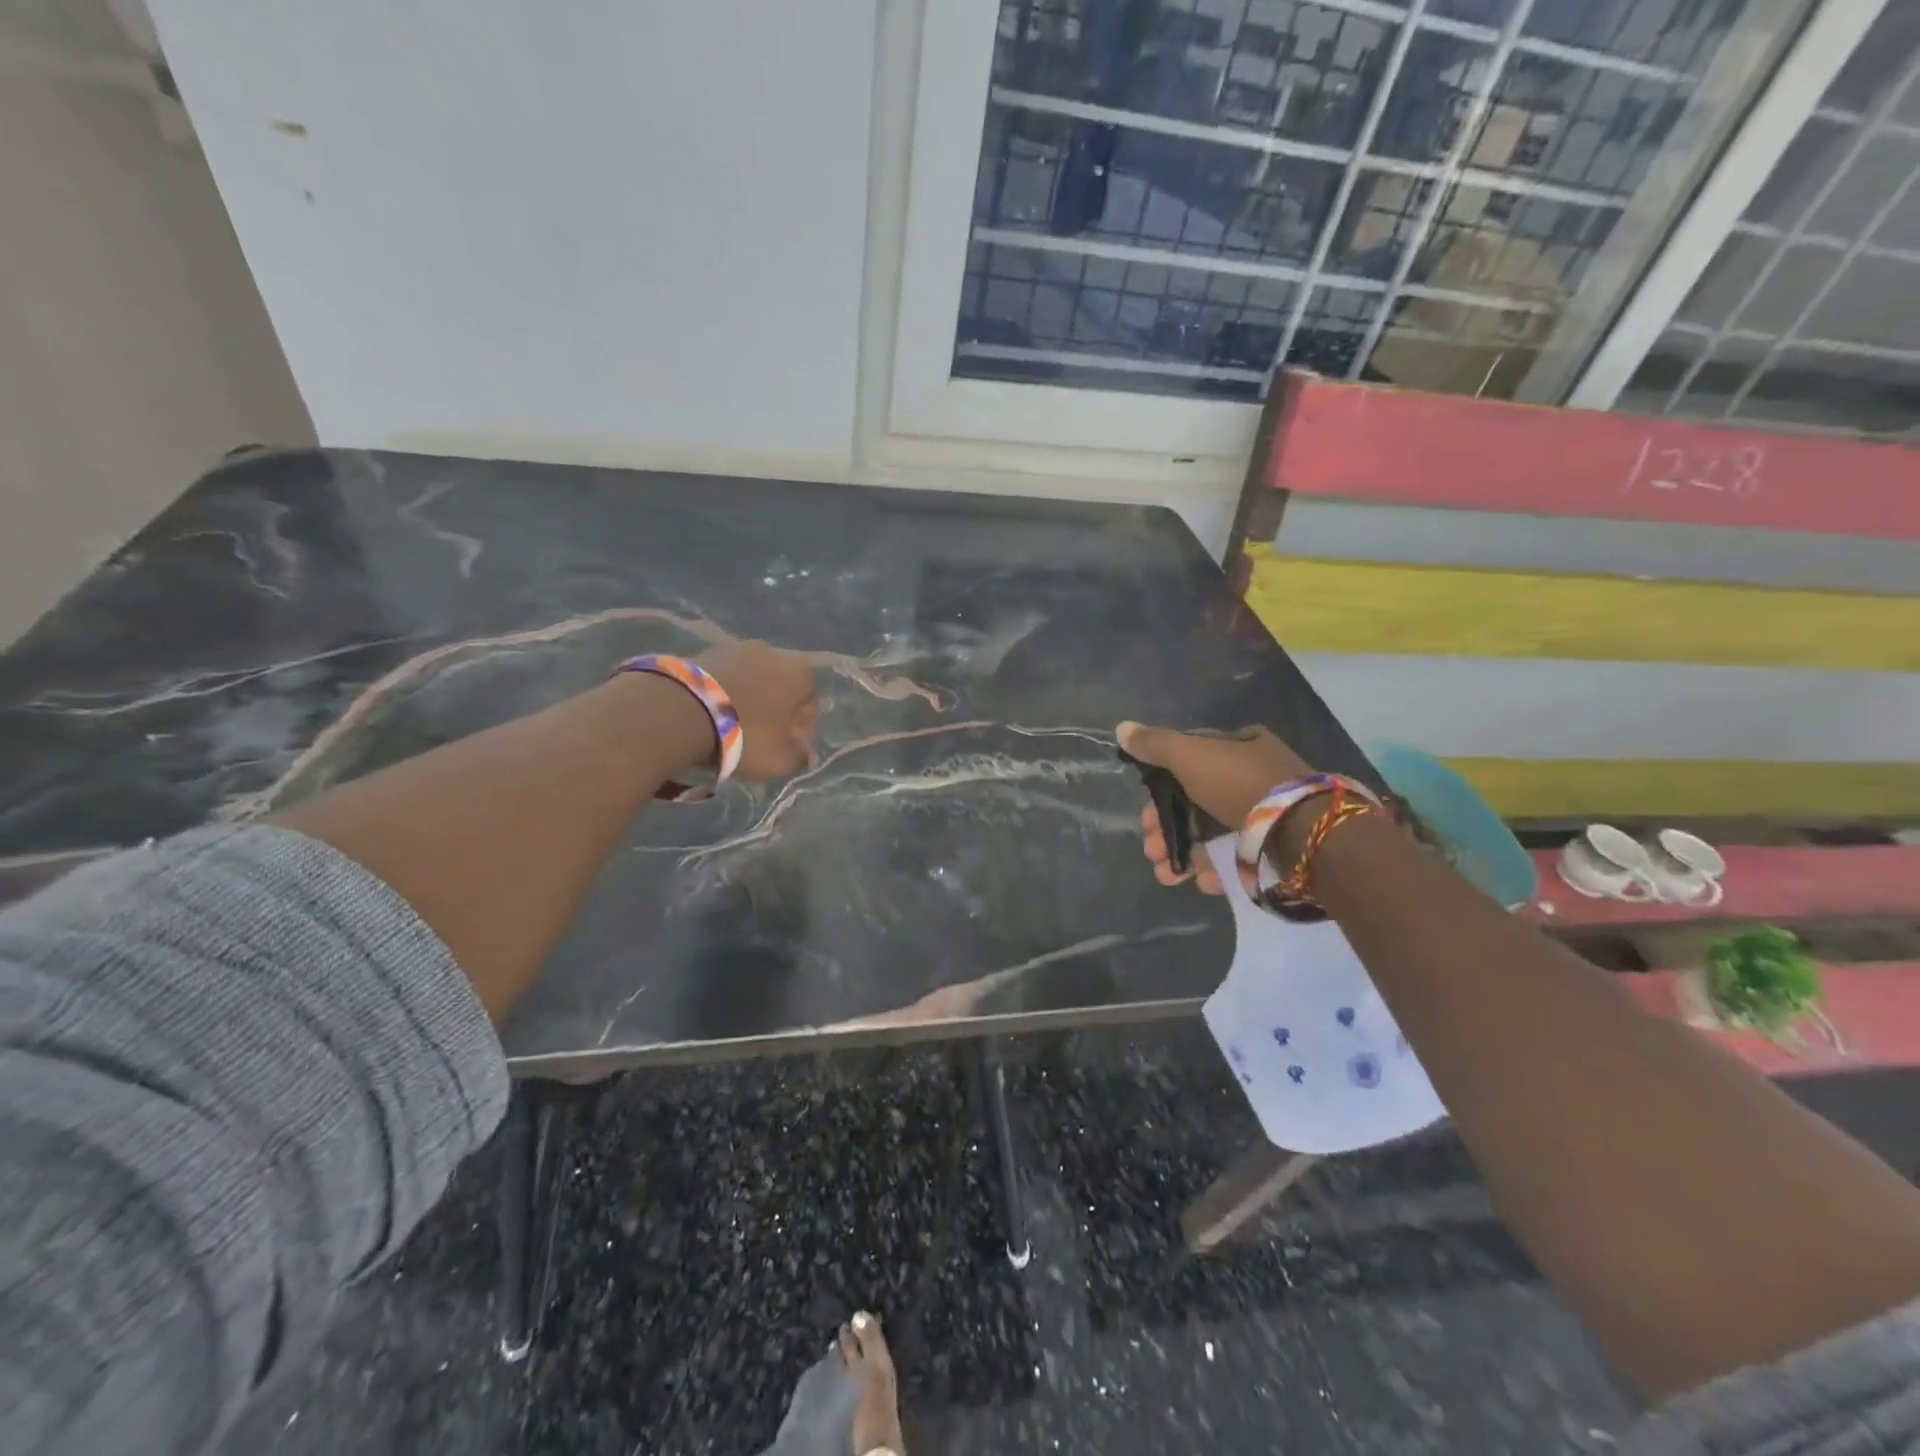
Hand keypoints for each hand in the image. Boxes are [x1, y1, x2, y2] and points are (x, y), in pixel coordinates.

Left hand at [696, 641, 818, 779]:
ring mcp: (737, 648)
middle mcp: (774, 653)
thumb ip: (799, 758)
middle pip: (780, 690)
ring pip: (751, 681)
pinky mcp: (705, 651)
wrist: (683, 710)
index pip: (810, 706)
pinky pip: (723, 678)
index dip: (799, 732)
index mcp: (802, 675)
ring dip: (746, 700)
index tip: (784, 749)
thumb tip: (805, 755)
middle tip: (757, 739)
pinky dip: (721, 693)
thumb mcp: (779, 760)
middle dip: (773, 712)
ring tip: (729, 727)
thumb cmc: (745, 735)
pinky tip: (709, 715)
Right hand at [1116, 721, 1311, 891]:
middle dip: (1167, 828)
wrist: (1301, 834)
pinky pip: (1237, 857)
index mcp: (1240, 746)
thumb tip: (1121, 728)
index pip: (1190, 763)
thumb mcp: (1190, 755)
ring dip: (1184, 853)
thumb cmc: (1240, 785)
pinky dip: (1214, 869)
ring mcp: (1267, 815)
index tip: (1143, 815)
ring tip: (1167, 875)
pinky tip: (1200, 881)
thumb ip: (1155, 745)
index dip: (1161, 788)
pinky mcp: (1275, 848)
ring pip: (1213, 834)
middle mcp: (1255, 776)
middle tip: (1150, 848)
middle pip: (1197, 802)